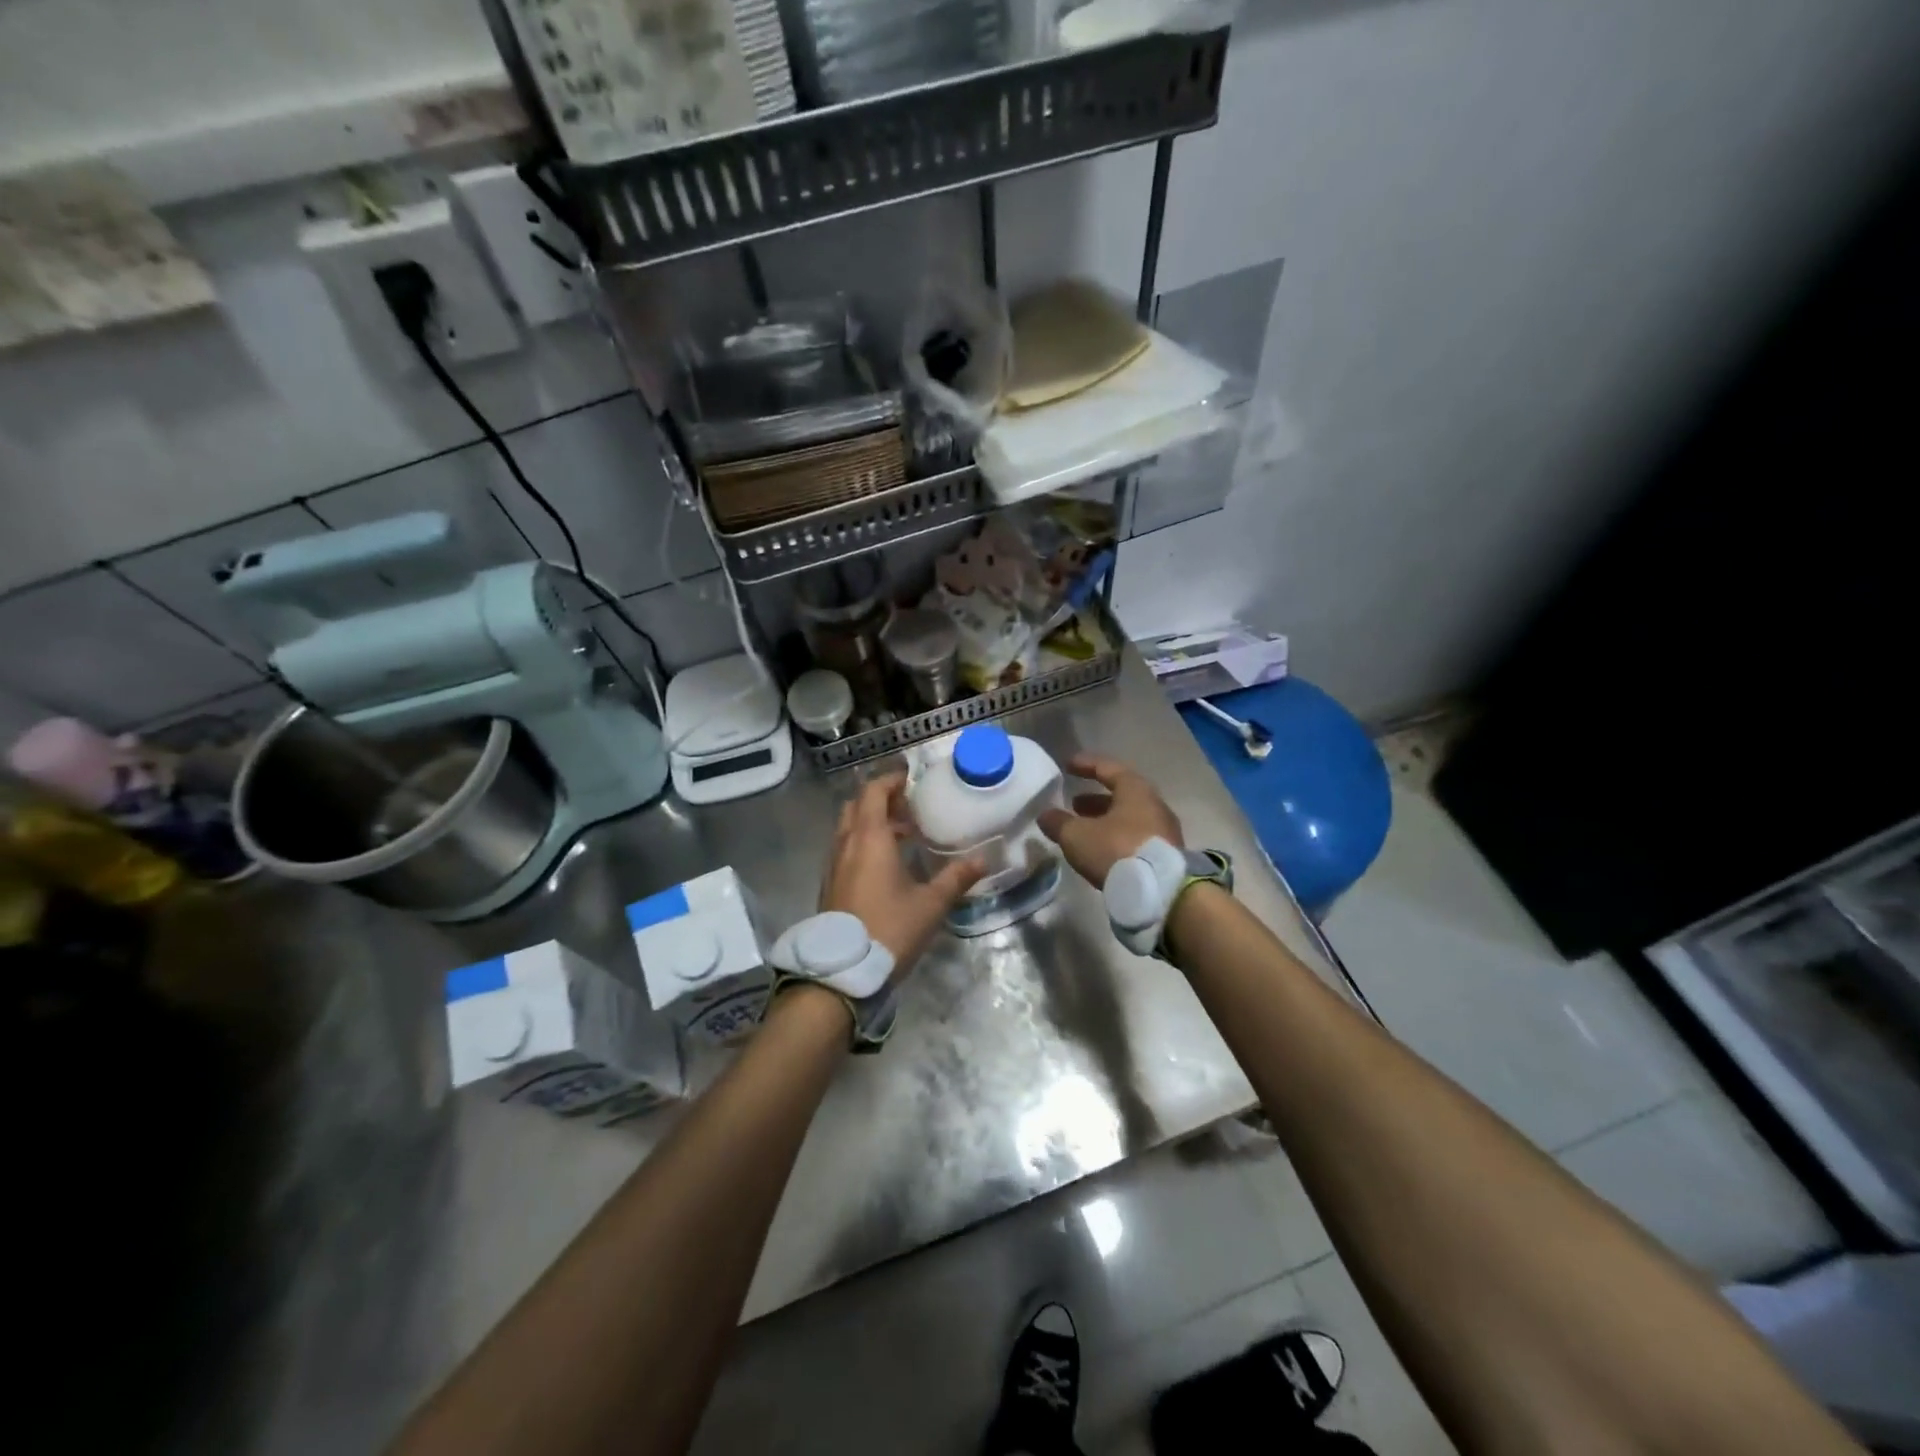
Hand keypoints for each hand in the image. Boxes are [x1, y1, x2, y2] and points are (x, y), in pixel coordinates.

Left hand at [822, 771, 984, 983]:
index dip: (891, 780)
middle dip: (881, 800)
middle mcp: (846, 844)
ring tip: (902, 834)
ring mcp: (833, 864)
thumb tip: (983, 859)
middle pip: (857, 805)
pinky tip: (885, 864)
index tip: (910, 778)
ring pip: (848, 828)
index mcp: (870, 838)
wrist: (843, 971)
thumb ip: (956, 878)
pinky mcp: (829, 884)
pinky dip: (862, 842)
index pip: (874, 792)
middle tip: (908, 807)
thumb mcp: (930, 904)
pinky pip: (844, 848)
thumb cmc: (889, 929)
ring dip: (871, 822)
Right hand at [1038, 754, 1184, 888]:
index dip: (1086, 765)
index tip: (1068, 765)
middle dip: (1095, 799)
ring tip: (1083, 830)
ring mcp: (1164, 831)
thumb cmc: (1117, 850)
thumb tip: (1045, 815)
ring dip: (1105, 821)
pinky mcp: (1166, 856)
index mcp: (1135, 790)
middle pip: (1122, 795)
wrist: (1161, 893)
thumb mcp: (1077, 836)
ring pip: (1129, 819)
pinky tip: (1101, 851)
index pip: (1108, 768)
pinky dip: (1116, 838)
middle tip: (1074, 804)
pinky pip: (1136, 838)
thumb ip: (1059, 823)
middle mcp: (1154, 805)